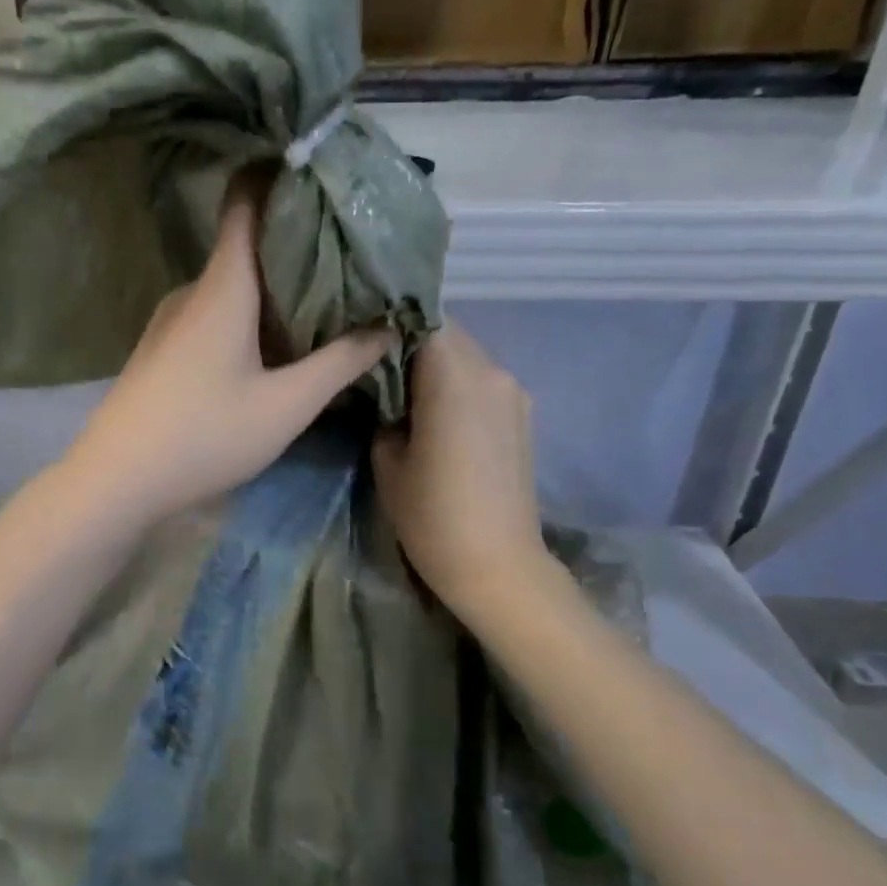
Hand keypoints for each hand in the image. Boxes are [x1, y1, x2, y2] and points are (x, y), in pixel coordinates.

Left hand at [64, 184, 392, 527]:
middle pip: (248, 246)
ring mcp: (172, 320)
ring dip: (277, 288)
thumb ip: (340, 363)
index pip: (246, 201)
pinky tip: (277, 345)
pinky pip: (216, 314)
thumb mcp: (286, 406)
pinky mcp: (164, 348)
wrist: (116, 480)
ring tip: (327, 301)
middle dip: (299, 245)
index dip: (281, 175)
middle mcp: (194, 291)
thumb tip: (388, 327)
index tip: (325, 173)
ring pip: (234, 286)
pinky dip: (252, 316)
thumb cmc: (204, 435)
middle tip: (353, 255)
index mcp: (223, 286)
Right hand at [373, 324, 550, 616]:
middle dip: (412, 341)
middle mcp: (492, 372)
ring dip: (436, 364)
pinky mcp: (523, 415)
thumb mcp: (388, 461)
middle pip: (449, 333)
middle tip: (376, 366)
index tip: (363, 342)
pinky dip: (457, 384)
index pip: (421, 319)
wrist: (498, 566)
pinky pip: (483, 381)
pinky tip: (437, 413)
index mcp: (454, 377)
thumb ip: (385, 412)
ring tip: (405, 391)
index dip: (390, 324)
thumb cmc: (433, 516)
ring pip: (468, 355)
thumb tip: (389, 395)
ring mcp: (513, 393)